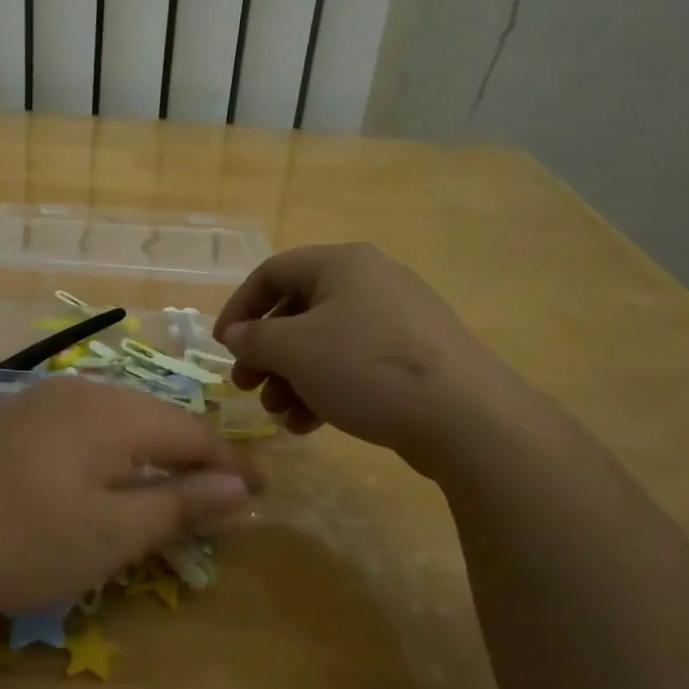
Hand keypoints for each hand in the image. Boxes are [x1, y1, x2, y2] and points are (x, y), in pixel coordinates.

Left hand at [0, 378, 250, 616]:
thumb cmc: (30, 541)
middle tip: (221, 495)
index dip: (230, 465)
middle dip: (193, 456)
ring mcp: (44, 399)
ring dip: (152, 449)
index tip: (260, 494)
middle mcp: (83, 391)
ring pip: (120, 416)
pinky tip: (107, 471)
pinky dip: (112, 447)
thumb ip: (182, 505)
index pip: (192, 433)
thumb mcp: (116, 533)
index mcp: (115, 413)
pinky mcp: (17, 417)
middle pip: (158, 418)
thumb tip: (242, 489)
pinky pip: (85, 422)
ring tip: (172, 483)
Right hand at [213, 243, 499, 453]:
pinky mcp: (413, 358)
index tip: (223, 347)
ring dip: (292, 378)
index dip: (240, 307)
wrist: (464, 416)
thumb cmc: (366, 367)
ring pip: (324, 344)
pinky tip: (310, 425)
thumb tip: (237, 337)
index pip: (272, 272)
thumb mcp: (295, 350)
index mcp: (342, 264)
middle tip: (247, 387)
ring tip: (279, 414)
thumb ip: (256, 339)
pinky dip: (325, 389)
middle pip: (298, 311)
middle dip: (266, 353)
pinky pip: (354, 365)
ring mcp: (396, 321)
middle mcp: (370, 282)